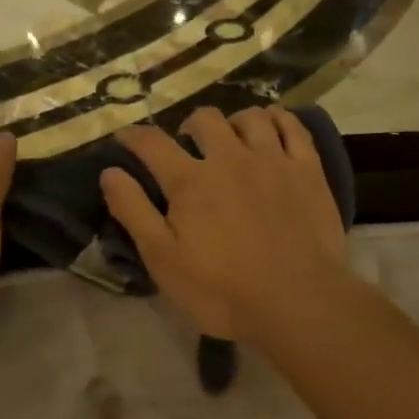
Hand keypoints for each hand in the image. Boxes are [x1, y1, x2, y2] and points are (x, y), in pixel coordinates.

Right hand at [100, 106, 350, 344]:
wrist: (298, 301)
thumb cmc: (223, 290)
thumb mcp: (164, 260)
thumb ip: (134, 212)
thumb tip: (109, 172)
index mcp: (190, 181)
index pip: (152, 143)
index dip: (134, 136)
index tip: (126, 137)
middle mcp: (230, 158)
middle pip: (205, 119)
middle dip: (189, 126)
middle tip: (187, 145)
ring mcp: (273, 160)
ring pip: (250, 117)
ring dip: (234, 122)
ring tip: (232, 138)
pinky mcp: (308, 170)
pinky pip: (293, 127)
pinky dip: (279, 119)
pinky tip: (273, 127)